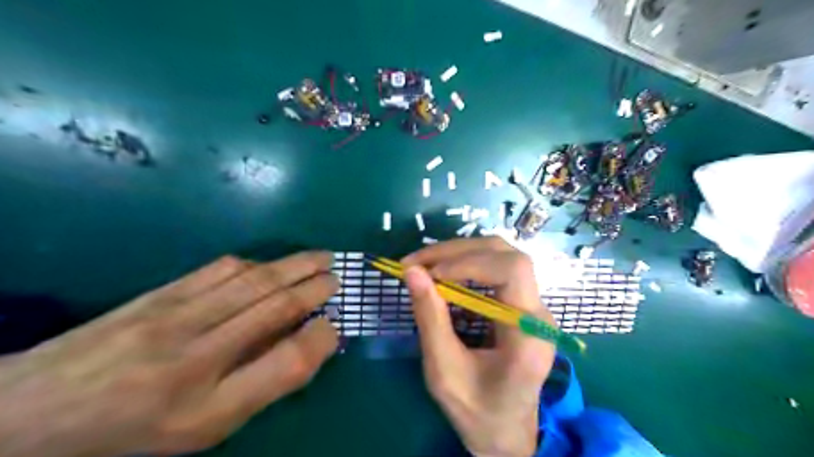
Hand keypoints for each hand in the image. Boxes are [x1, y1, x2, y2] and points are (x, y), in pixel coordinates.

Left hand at [1, 253, 339, 455]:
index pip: (286, 365)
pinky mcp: (160, 294)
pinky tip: (270, 264)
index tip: (335, 326)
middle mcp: (196, 356)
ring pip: (253, 281)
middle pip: (274, 308)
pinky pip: (220, 270)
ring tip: (320, 258)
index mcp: (210, 406)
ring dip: (295, 266)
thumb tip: (300, 344)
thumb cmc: (133, 431)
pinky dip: (256, 263)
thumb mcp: (203, 428)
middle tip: (337, 277)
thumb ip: (259, 386)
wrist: (31, 413)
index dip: (321, 340)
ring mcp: (175, 317)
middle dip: (315, 288)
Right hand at [402, 238, 556, 455]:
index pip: (513, 271)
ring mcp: (533, 306)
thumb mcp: (444, 371)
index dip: (469, 262)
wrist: (505, 431)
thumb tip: (413, 272)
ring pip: (502, 256)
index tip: (428, 272)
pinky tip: (442, 271)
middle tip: (417, 262)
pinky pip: (497, 269)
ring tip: (425, 263)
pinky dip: (466, 263)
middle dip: (458, 251)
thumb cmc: (476, 411)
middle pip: (507, 255)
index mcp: (529, 333)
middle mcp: (539, 313)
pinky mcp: (521, 305)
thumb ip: (430, 319)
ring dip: (461, 253)